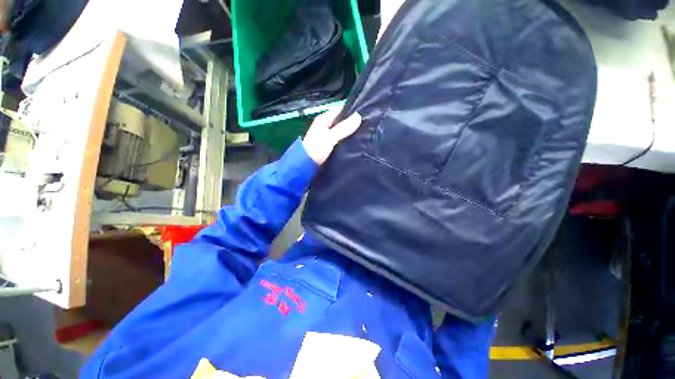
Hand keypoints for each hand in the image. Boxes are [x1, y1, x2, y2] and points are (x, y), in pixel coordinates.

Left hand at [302, 107, 361, 164]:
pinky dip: (347, 140)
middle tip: (367, 126)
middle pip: (342, 121)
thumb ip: (343, 128)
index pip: (340, 110)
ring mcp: (327, 136)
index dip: (352, 111)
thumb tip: (359, 116)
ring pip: (342, 131)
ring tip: (364, 135)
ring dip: (350, 133)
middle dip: (353, 124)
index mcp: (324, 119)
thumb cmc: (316, 148)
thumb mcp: (330, 137)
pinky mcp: (329, 145)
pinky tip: (356, 143)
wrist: (306, 165)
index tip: (365, 114)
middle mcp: (325, 125)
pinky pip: (341, 140)